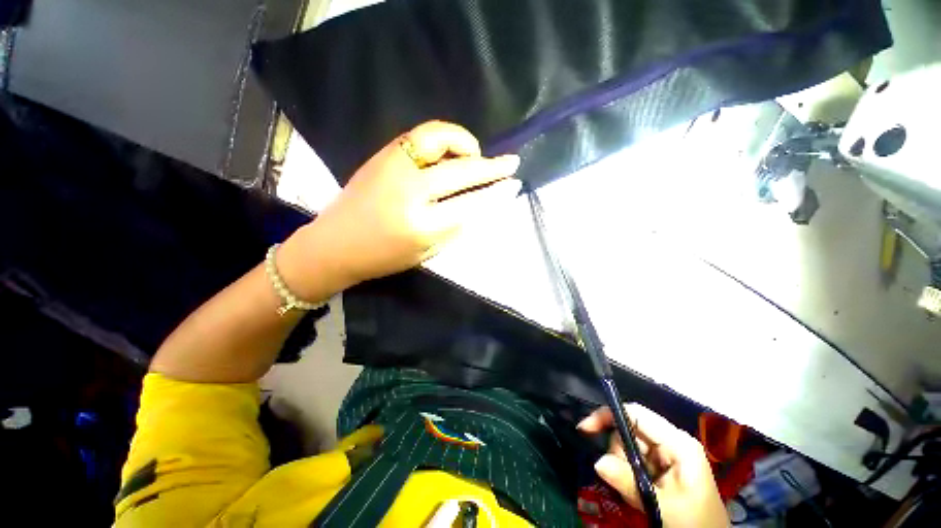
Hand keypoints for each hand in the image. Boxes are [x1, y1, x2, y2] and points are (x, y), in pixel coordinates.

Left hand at [278, 121, 520, 297]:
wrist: (334, 244)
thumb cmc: (383, 258)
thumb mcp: (427, 253)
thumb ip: (456, 228)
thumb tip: (481, 205)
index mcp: (421, 225)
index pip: (470, 205)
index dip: (495, 194)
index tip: (514, 186)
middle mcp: (409, 190)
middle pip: (460, 171)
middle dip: (490, 167)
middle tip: (511, 163)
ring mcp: (393, 167)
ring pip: (438, 139)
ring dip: (465, 143)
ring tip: (476, 153)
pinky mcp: (382, 155)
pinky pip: (420, 136)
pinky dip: (443, 138)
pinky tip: (450, 151)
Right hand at [578, 404, 727, 527]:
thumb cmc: (695, 524)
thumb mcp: (663, 507)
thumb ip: (630, 483)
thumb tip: (598, 461)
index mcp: (677, 442)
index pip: (636, 414)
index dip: (609, 415)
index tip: (585, 429)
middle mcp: (670, 442)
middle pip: (629, 431)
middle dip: (618, 454)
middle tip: (621, 480)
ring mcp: (666, 455)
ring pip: (628, 448)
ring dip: (623, 468)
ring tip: (634, 494)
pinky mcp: (661, 468)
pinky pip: (633, 462)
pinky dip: (628, 476)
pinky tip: (638, 494)